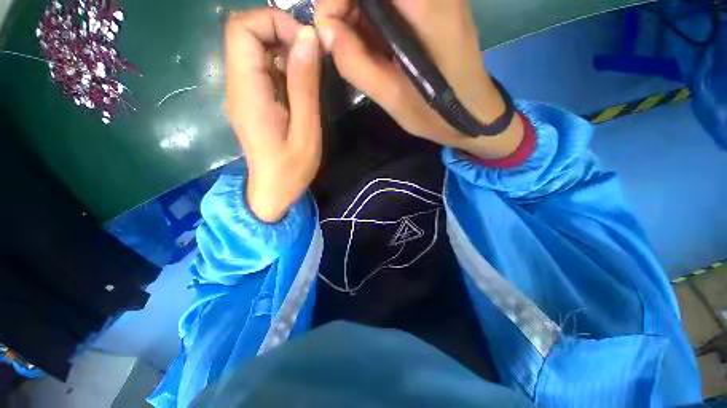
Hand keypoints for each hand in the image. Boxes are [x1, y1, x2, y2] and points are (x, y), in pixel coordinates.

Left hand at [225, 9, 321, 222]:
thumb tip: (308, 38)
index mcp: (248, 93)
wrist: (274, 190)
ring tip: (310, 74)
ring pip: (255, 50)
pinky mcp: (252, 100)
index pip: (241, 30)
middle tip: (312, 56)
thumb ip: (305, 85)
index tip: (305, 42)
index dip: (272, 21)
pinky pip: (262, 69)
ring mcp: (243, 93)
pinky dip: (283, 67)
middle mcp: (237, 86)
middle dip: (281, 32)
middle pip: (245, 34)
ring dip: (284, 50)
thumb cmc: (292, 168)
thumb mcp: (306, 130)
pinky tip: (300, 88)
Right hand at [315, 0, 523, 159]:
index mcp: (426, 10)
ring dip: (358, 13)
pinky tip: (373, 46)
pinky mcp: (434, 6)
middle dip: (345, 3)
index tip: (327, 28)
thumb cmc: (436, 113)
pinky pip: (392, 5)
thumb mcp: (393, 99)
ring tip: (355, 49)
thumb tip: (324, 30)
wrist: (473, 113)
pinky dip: (373, 19)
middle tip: (337, 41)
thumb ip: (357, 64)